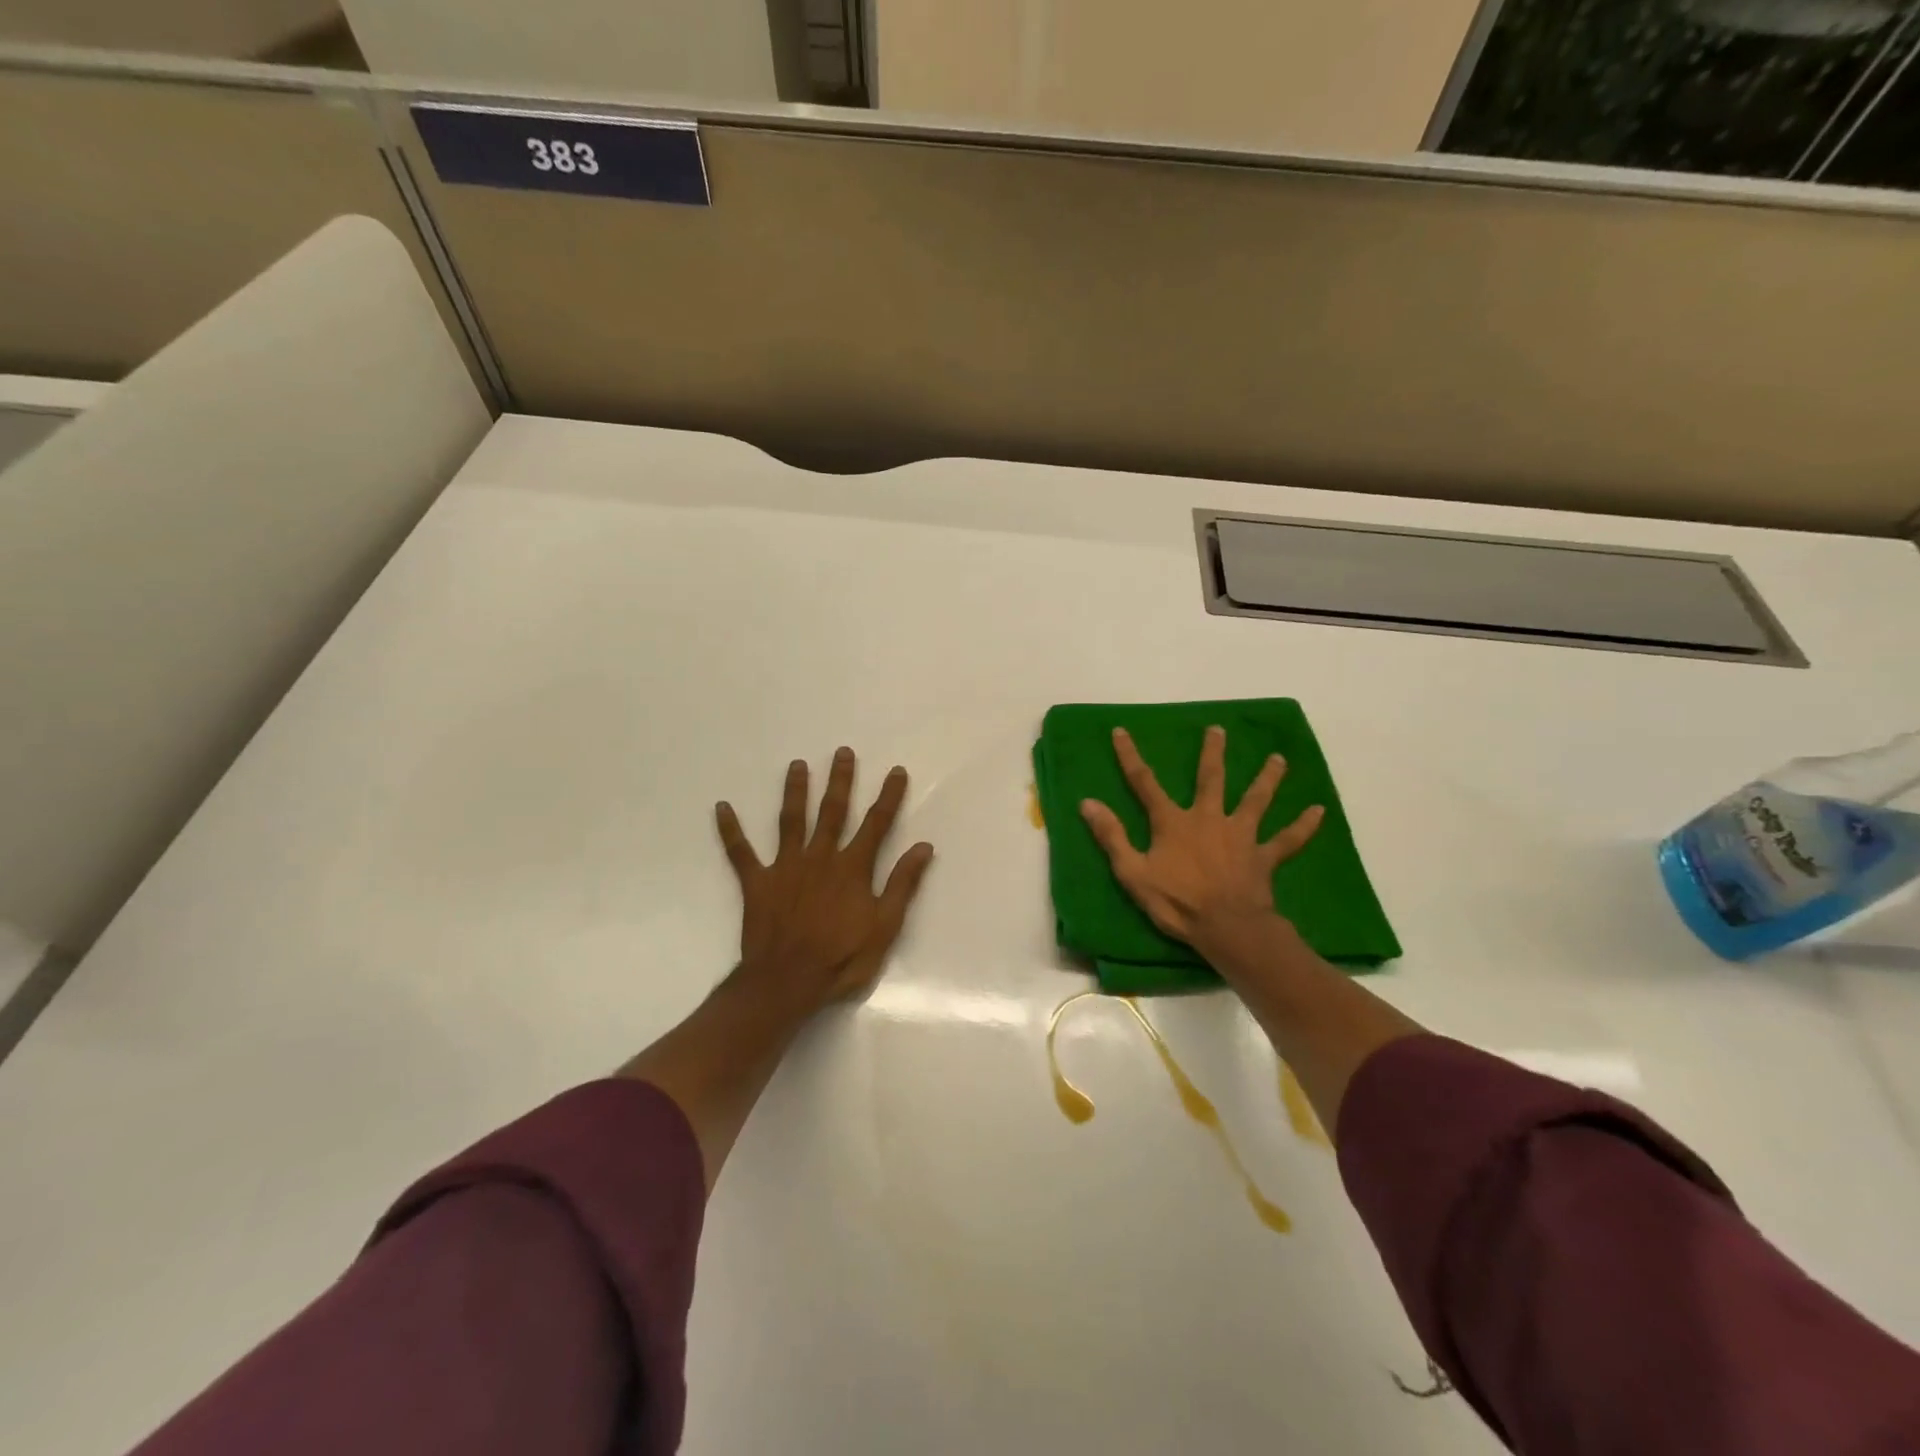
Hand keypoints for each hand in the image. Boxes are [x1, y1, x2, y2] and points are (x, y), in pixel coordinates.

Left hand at [715, 748, 934, 1013]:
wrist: (787, 982)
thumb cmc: (841, 959)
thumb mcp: (884, 927)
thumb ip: (902, 884)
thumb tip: (923, 847)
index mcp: (852, 868)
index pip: (876, 824)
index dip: (888, 796)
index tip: (895, 771)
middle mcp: (820, 857)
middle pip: (832, 811)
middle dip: (840, 780)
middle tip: (842, 752)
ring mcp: (786, 867)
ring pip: (791, 820)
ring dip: (795, 791)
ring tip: (797, 764)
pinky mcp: (757, 883)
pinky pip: (740, 852)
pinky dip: (730, 830)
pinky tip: (721, 807)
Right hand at [1080, 725, 1323, 955]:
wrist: (1227, 928)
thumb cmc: (1177, 902)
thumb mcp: (1132, 872)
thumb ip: (1112, 836)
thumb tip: (1088, 802)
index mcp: (1174, 822)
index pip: (1145, 783)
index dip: (1130, 757)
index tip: (1121, 732)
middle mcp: (1209, 818)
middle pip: (1211, 779)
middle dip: (1212, 753)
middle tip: (1218, 730)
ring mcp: (1241, 835)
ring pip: (1256, 800)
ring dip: (1267, 778)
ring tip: (1278, 759)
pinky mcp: (1264, 856)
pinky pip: (1287, 839)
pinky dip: (1303, 826)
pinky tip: (1318, 810)